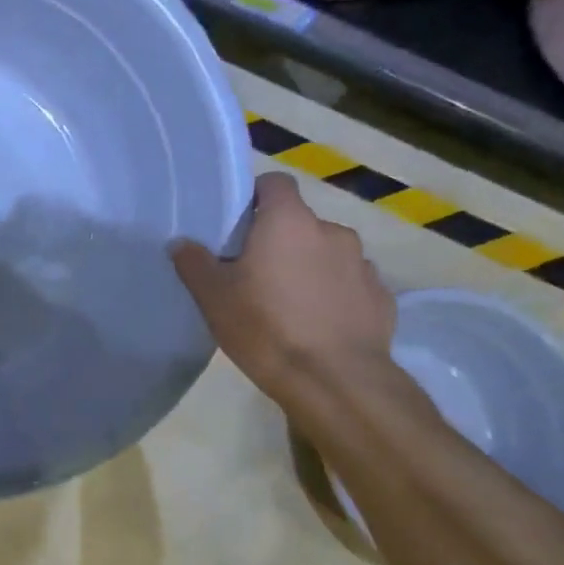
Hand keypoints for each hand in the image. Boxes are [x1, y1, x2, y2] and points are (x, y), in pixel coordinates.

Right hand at [171, 173, 394, 403]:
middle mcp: (331, 231)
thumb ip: (194, 263)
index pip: (275, 183)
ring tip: (288, 304)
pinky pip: (349, 284)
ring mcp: (362, 264)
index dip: (255, 197)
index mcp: (289, 222)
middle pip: (299, 223)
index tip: (238, 224)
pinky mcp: (382, 297)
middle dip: (279, 241)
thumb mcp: (213, 297)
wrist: (335, 381)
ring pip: (326, 254)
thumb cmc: (265, 328)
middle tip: (254, 274)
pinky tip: (317, 325)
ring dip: (308, 267)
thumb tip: (181, 243)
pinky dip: (333, 294)